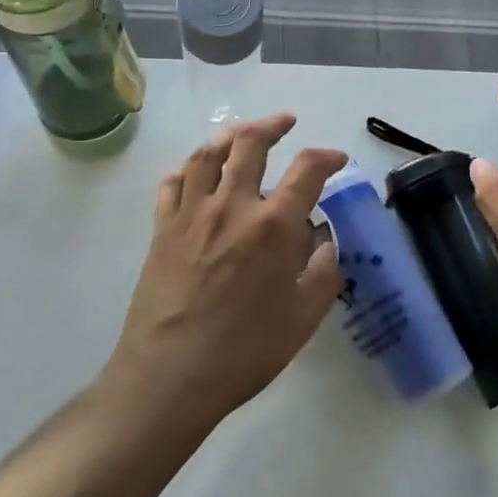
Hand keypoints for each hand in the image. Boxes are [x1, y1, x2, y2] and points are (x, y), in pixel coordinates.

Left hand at [101, 114, 345, 431]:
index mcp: (273, 226)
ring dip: (228, 135)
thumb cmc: (244, 351)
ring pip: (207, 154)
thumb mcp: (303, 319)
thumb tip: (325, 242)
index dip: (326, 157)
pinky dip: (186, 167)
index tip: (336, 159)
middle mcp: (232, 206)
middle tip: (285, 122)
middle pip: (250, 144)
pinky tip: (195, 169)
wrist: (170, 374)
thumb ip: (323, 274)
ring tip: (241, 133)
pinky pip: (171, 183)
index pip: (307, 170)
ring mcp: (191, 213)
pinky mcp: (161, 228)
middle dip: (272, 125)